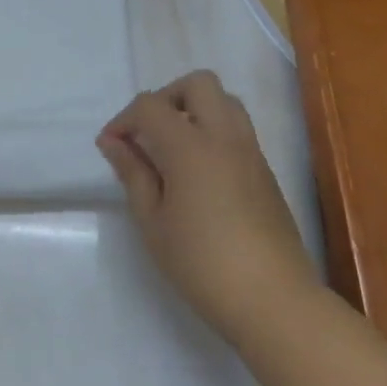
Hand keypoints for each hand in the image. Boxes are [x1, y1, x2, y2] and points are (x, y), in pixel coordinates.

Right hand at [97, 70, 318, 338]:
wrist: (275, 301)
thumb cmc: (202, 264)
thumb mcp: (153, 222)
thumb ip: (133, 173)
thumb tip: (113, 142)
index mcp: (191, 146)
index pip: (150, 105)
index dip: (124, 119)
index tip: (111, 146)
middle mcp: (224, 137)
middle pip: (198, 84)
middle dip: (167, 97)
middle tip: (149, 131)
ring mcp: (251, 152)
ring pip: (225, 101)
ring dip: (195, 109)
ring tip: (174, 146)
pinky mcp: (266, 172)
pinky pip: (238, 129)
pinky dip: (214, 131)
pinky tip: (199, 171)